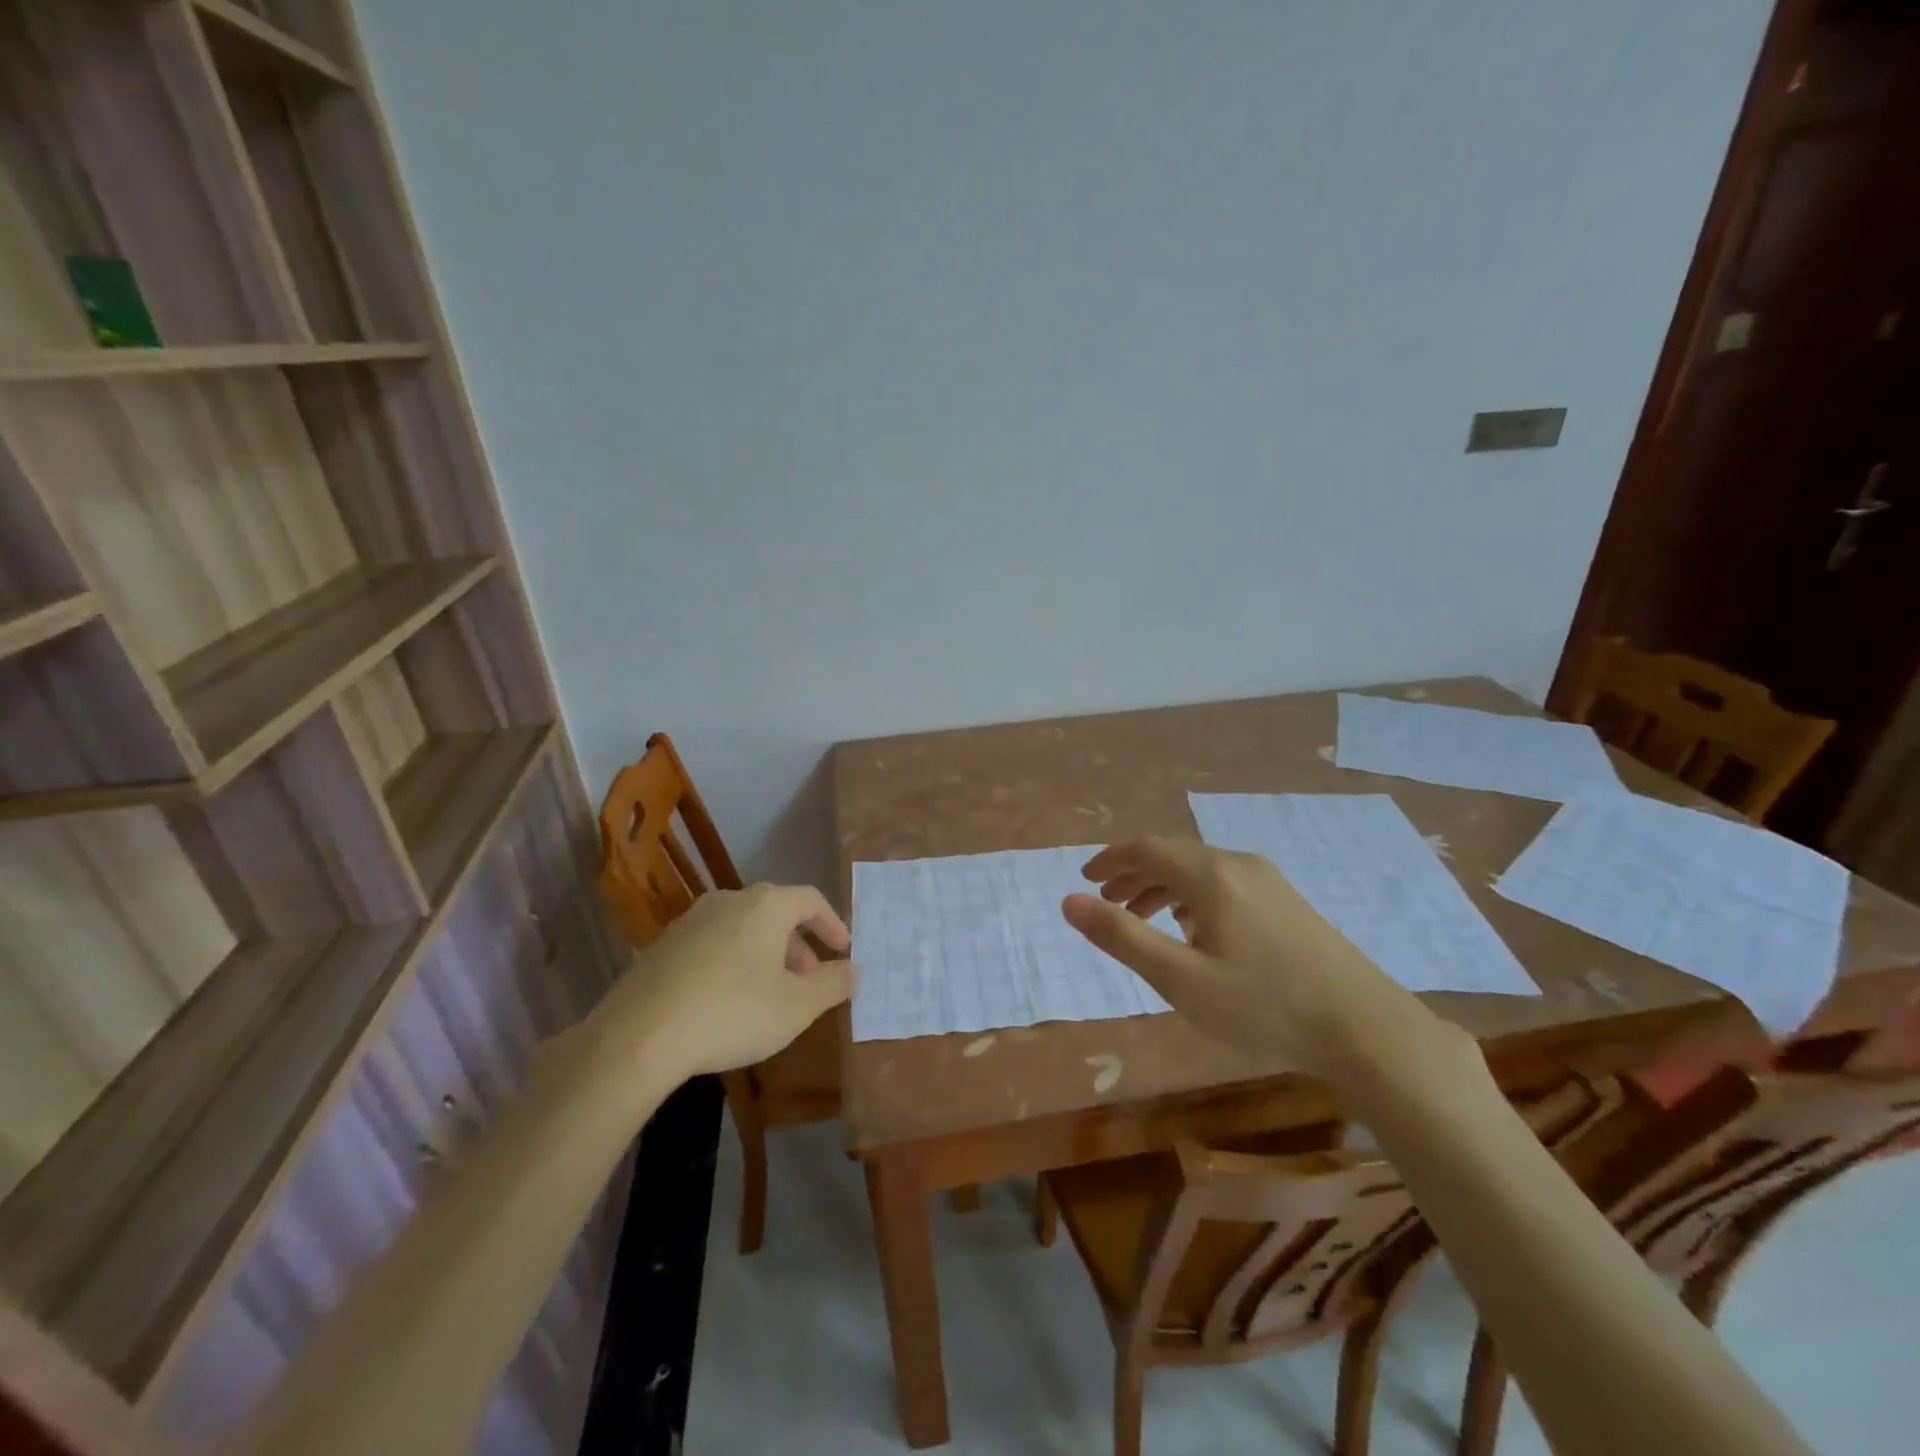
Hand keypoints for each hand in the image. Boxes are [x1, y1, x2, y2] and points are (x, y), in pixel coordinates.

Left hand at [580, 884, 855, 1099]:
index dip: (832, 924)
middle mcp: (729, 900)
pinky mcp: (663, 944)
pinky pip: (712, 943)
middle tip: (808, 981)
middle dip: (798, 946)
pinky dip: (732, 961)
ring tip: (769, 994)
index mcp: (766, 905)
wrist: (638, 1036)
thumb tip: (854, 970)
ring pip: (743, 927)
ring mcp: (691, 919)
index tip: (843, 951)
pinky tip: (726, 1000)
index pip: (811, 899)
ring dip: (765, 954)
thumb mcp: (796, 1007)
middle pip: (776, 912)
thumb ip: (833, 985)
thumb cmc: (732, 1013)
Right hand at [1061, 837, 1449, 1083]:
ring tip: (1142, 919)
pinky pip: (1226, 883)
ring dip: (1163, 887)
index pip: (1146, 849)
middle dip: (1134, 875)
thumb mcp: (1181, 978)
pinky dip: (1193, 896)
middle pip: (1173, 855)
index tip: (1086, 880)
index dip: (1110, 860)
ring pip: (1201, 870)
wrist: (1366, 1028)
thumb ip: (1122, 937)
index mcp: (1211, 875)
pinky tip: (1195, 930)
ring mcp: (1270, 881)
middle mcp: (1239, 864)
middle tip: (1106, 903)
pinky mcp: (1289, 902)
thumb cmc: (1264, 1006)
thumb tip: (1069, 901)